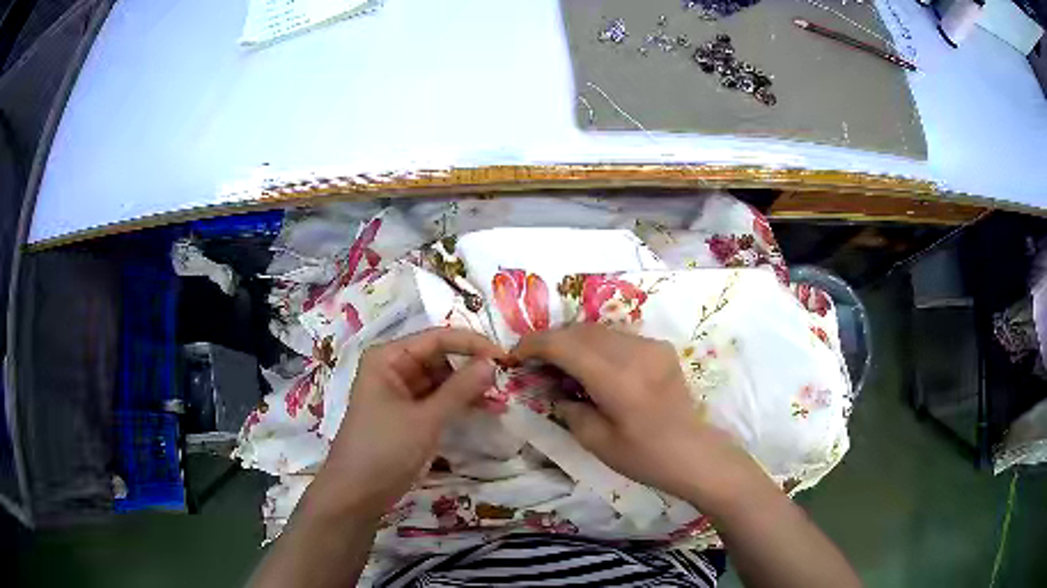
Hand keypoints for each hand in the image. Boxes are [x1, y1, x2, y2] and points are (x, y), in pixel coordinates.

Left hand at [306, 328, 503, 518]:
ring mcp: (400, 393)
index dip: (472, 344)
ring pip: (442, 380)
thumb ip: (460, 389)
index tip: (505, 358)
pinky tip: (484, 411)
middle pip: (440, 357)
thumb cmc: (384, 449)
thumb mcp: (425, 419)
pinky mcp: (408, 415)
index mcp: (388, 358)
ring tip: (499, 401)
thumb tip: (493, 362)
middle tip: (505, 382)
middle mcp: (393, 369)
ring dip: (468, 388)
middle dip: (471, 368)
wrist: (357, 493)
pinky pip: (438, 400)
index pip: (437, 338)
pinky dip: (459, 404)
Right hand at [513, 324, 758, 505]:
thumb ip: (568, 408)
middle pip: (580, 331)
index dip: (533, 344)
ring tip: (560, 364)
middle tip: (534, 362)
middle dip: (551, 341)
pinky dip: (597, 345)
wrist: (694, 454)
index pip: (564, 344)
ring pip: (599, 330)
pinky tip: (592, 366)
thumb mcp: (596, 442)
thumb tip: (551, 388)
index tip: (515, 355)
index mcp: (616, 379)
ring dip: (574, 341)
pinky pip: (619, 337)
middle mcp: (634, 352)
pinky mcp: (661, 348)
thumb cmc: (644, 457)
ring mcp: (651, 346)